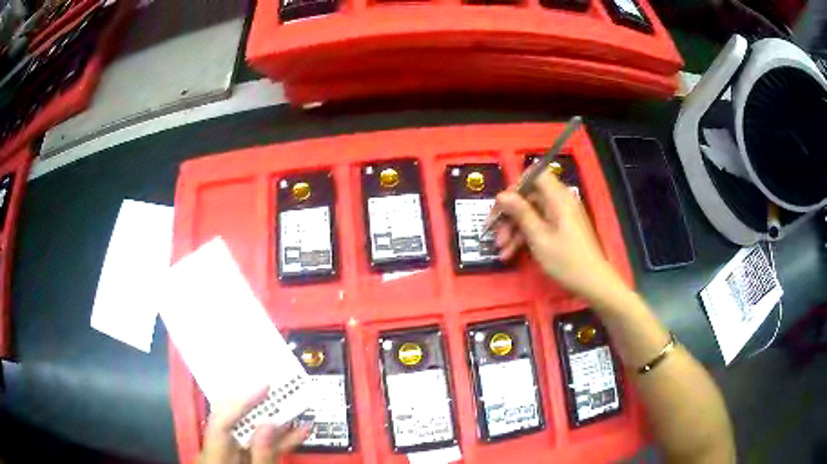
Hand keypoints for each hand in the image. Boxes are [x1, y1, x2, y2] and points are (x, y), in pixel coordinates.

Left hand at [199, 387, 307, 463]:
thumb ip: (261, 457)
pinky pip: (259, 448)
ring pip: (250, 434)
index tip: (264, 386)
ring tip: (296, 407)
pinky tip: (298, 433)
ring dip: (274, 422)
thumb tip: (269, 425)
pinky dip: (278, 441)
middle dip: (257, 404)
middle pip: (233, 421)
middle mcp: (217, 451)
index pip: (222, 421)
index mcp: (214, 457)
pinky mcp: (241, 461)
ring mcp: (229, 456)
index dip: (241, 401)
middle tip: (278, 387)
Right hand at [490, 169, 624, 302]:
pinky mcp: (562, 228)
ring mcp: (562, 215)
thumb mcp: (539, 238)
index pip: (535, 175)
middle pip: (530, 196)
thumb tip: (502, 194)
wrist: (593, 282)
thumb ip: (521, 213)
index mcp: (558, 198)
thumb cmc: (566, 260)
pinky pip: (540, 224)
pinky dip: (526, 236)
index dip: (516, 186)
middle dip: (510, 214)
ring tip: (501, 250)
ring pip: (532, 213)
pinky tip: (511, 253)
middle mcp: (560, 201)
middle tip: (495, 233)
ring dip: (515, 229)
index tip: (501, 205)